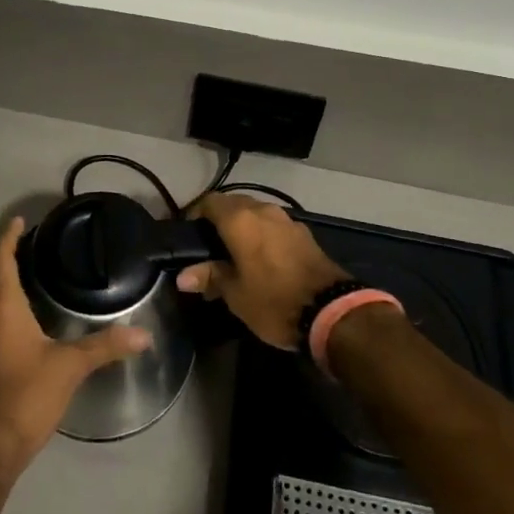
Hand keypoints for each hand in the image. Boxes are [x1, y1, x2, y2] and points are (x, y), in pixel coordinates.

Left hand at [0, 217, 151, 482]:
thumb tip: (144, 335)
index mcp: (1, 308)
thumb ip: (105, 347)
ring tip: (12, 280)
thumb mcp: (69, 368)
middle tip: (18, 249)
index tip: (17, 221)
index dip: (7, 238)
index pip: (0, 260)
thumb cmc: (25, 397)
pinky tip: (3, 324)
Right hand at [176, 194, 350, 349]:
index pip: (209, 202)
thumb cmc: (273, 301)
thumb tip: (183, 276)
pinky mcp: (304, 233)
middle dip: (220, 221)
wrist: (331, 311)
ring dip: (243, 227)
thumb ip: (210, 277)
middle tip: (209, 247)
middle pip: (233, 204)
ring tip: (235, 255)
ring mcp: (286, 219)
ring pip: (256, 214)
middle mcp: (262, 210)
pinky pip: (274, 226)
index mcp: (240, 219)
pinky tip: (262, 259)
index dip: (195, 215)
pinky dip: (263, 235)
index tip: (189, 235)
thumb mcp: (235, 294)